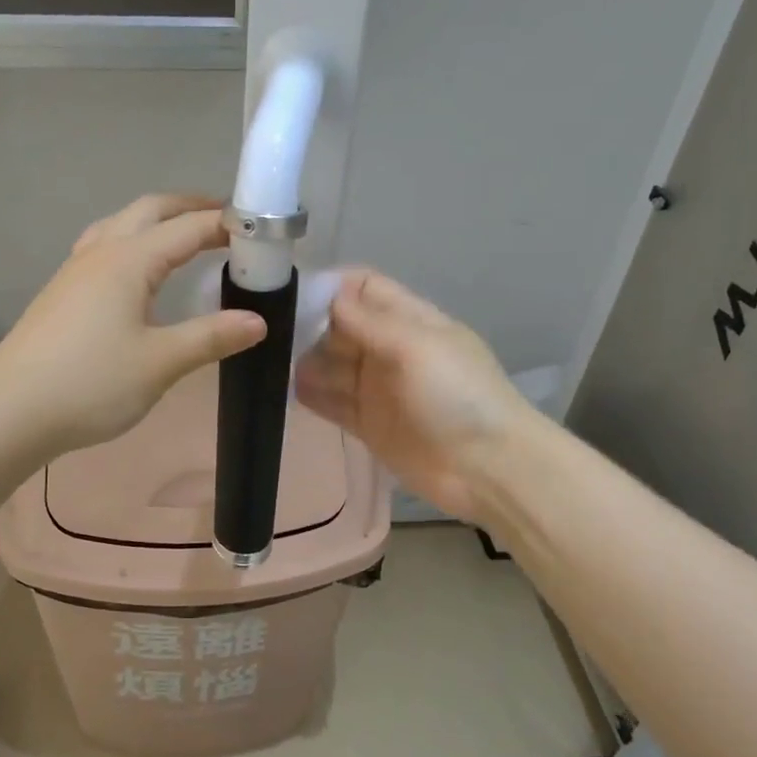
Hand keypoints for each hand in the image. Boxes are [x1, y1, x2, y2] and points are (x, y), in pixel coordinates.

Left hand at [0, 194, 266, 457]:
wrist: (9, 413)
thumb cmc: (90, 384)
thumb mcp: (160, 363)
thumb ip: (211, 338)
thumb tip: (259, 321)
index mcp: (128, 260)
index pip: (188, 227)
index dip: (226, 224)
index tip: (262, 229)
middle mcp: (100, 253)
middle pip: (149, 210)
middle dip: (190, 208)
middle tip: (227, 223)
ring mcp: (74, 272)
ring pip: (120, 225)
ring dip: (157, 222)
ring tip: (184, 239)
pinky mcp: (61, 295)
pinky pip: (103, 248)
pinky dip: (132, 243)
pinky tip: (135, 275)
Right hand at [295, 270, 533, 522]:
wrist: (487, 468)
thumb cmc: (456, 396)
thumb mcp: (416, 346)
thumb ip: (369, 321)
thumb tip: (326, 293)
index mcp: (408, 320)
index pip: (363, 288)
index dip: (330, 287)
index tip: (291, 294)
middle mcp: (389, 349)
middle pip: (340, 326)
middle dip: (309, 325)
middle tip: (270, 334)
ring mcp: (377, 388)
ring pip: (331, 365)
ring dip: (305, 362)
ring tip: (270, 363)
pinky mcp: (368, 424)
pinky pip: (332, 402)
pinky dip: (311, 395)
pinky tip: (285, 391)